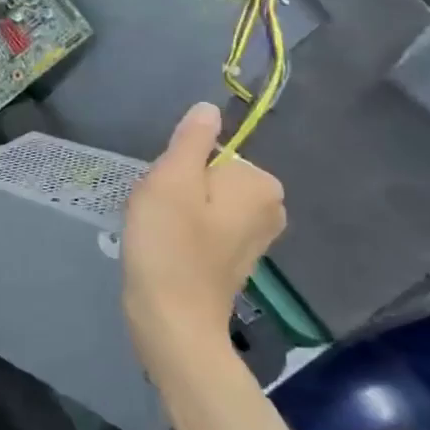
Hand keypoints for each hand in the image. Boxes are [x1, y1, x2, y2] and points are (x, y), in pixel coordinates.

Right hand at [123, 102, 285, 372]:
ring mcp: (257, 235)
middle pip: (207, 174)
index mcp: (260, 182)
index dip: (176, 169)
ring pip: (203, 200)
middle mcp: (271, 206)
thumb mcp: (170, 180)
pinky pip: (204, 226)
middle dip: (176, 189)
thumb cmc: (169, 246)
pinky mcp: (238, 258)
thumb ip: (191, 140)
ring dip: (175, 211)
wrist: (172, 320)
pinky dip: (182, 233)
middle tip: (158, 215)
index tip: (163, 197)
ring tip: (159, 235)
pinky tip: (167, 251)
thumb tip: (209, 108)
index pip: (206, 151)